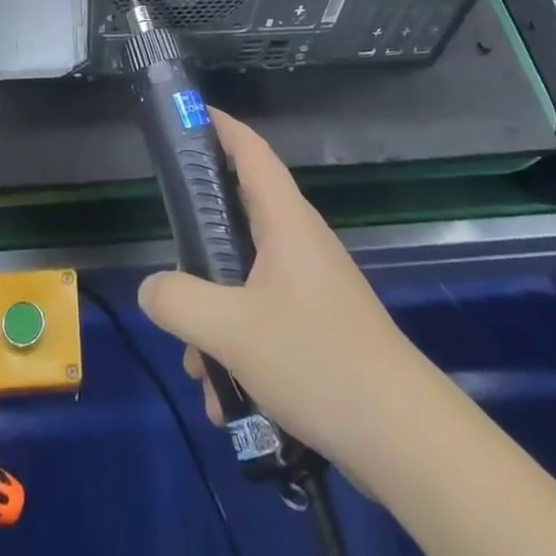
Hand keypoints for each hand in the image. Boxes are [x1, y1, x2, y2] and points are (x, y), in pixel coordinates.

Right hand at [137, 110, 414, 469]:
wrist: (404, 438)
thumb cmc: (317, 360)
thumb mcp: (231, 331)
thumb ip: (179, 301)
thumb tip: (151, 288)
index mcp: (286, 222)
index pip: (252, 151)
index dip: (221, 127)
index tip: (187, 118)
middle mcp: (300, 244)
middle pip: (239, 219)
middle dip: (199, 252)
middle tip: (171, 273)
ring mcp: (312, 287)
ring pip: (245, 282)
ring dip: (215, 320)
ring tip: (202, 372)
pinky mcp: (318, 327)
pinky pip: (264, 321)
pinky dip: (240, 351)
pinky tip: (230, 401)